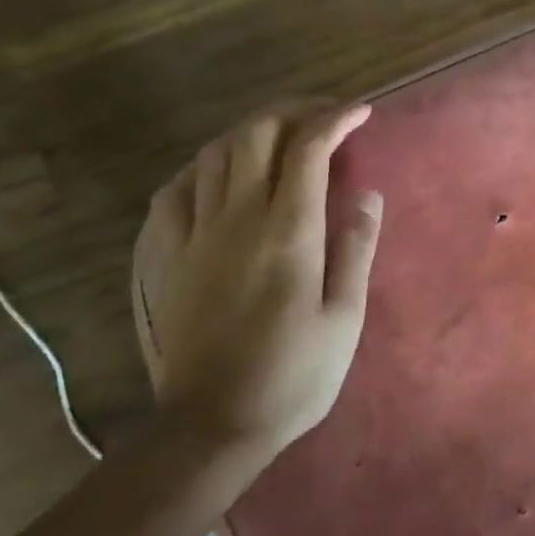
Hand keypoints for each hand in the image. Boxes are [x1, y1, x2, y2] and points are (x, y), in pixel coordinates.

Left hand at [140, 102, 381, 459]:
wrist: (213, 424)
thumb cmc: (295, 374)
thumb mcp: (345, 316)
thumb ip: (355, 248)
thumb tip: (367, 194)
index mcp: (287, 231)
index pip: (308, 148)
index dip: (336, 119)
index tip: (362, 112)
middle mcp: (236, 218)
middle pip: (255, 134)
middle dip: (293, 111)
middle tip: (325, 116)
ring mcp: (193, 235)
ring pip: (214, 154)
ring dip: (251, 132)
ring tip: (282, 138)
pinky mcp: (167, 256)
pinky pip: (176, 190)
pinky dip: (204, 167)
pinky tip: (220, 176)